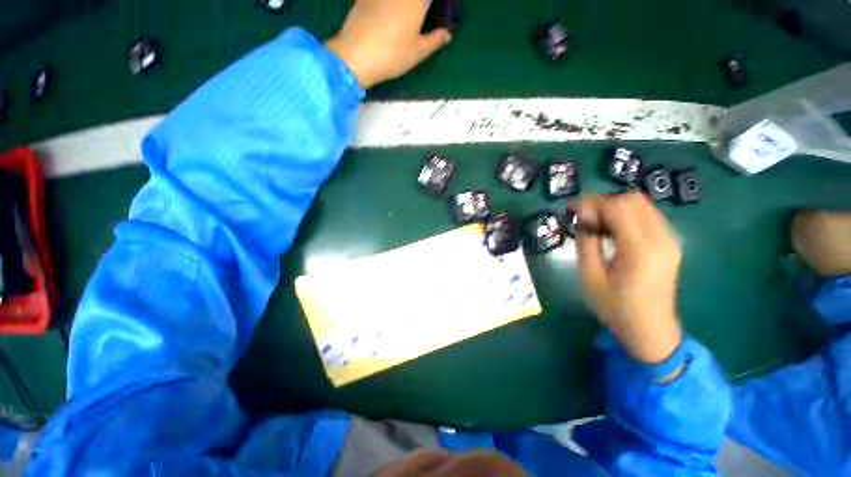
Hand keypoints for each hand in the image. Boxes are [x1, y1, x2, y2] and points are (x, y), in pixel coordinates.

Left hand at [326, 0, 452, 88]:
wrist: (356, 55)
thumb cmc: (392, 55)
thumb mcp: (418, 52)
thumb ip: (435, 40)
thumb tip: (447, 33)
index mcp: (417, 0)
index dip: (434, 4)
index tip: (437, 12)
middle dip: (421, 5)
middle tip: (423, 15)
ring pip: (400, 0)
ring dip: (406, 7)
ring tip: (408, 18)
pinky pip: (383, 0)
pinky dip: (389, 6)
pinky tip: (389, 15)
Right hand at [576, 193, 682, 363]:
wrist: (649, 330)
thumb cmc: (614, 306)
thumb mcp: (590, 275)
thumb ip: (586, 241)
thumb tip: (581, 215)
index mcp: (640, 250)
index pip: (619, 207)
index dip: (593, 203)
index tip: (572, 209)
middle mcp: (661, 239)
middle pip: (634, 200)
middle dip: (604, 202)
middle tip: (583, 216)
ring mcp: (670, 241)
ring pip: (642, 205)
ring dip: (615, 207)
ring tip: (594, 222)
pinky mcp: (670, 244)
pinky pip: (647, 217)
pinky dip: (626, 215)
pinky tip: (611, 230)